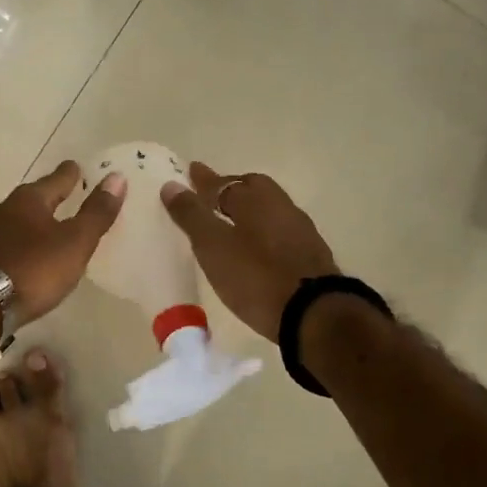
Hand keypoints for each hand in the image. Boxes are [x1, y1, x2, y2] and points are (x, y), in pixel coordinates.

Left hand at [0, 161, 126, 325]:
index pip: (55, 180)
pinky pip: (0, 243)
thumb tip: (117, 177)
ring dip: (28, 223)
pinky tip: (19, 255)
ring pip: (12, 220)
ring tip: (42, 229)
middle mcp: (2, 209)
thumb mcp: (75, 242)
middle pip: (30, 199)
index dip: (69, 174)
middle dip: (46, 198)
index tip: (76, 166)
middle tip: (62, 196)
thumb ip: (96, 213)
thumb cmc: (34, 269)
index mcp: (28, 201)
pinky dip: (14, 244)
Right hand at [160, 163, 338, 341]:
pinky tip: (257, 247)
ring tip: (232, 222)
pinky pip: (279, 230)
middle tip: (212, 196)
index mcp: (255, 199)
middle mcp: (281, 207)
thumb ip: (192, 216)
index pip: (222, 183)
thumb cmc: (256, 277)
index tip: (191, 170)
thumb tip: (171, 185)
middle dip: (230, 189)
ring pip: (269, 209)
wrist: (315, 316)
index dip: (203, 180)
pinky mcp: (311, 255)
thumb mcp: (214, 247)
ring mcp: (300, 230)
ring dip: (249, 210)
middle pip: (253, 189)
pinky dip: (263, 231)